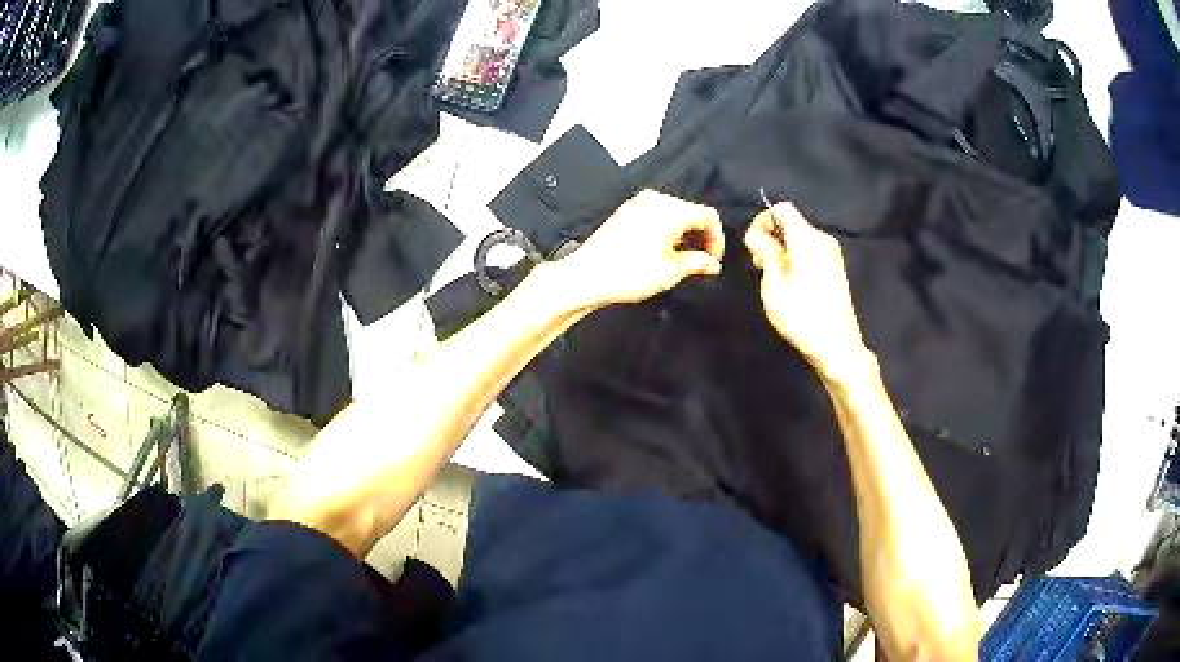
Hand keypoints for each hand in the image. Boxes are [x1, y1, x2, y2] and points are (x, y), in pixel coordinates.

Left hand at [553, 190, 724, 309]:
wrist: (587, 276)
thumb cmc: (626, 273)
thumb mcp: (671, 272)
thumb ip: (697, 263)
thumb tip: (711, 263)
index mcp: (670, 209)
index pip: (708, 215)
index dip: (717, 239)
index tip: (713, 259)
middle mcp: (654, 200)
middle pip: (691, 212)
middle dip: (700, 236)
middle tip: (701, 261)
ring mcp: (638, 204)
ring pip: (674, 214)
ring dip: (683, 234)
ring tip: (681, 260)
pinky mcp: (626, 212)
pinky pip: (656, 216)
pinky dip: (666, 231)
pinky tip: (662, 252)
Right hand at [744, 202, 873, 380]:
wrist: (837, 346)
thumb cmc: (802, 316)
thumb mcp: (773, 283)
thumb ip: (764, 252)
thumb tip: (759, 235)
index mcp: (807, 238)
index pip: (781, 208)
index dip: (763, 221)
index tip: (754, 247)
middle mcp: (822, 239)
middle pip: (790, 223)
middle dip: (771, 238)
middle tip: (760, 266)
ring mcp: (832, 254)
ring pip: (799, 238)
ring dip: (782, 251)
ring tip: (774, 280)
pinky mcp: (835, 268)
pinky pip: (810, 251)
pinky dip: (796, 259)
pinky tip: (791, 285)